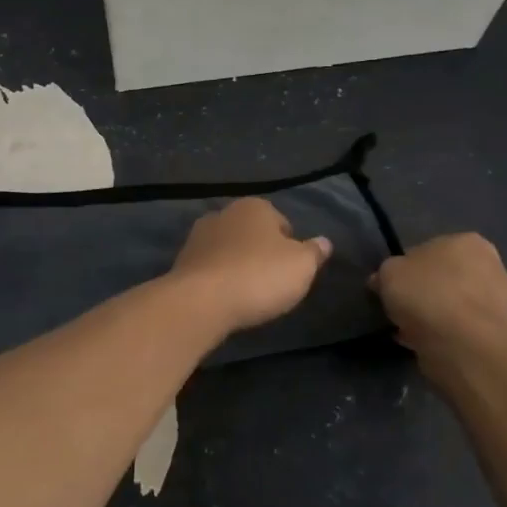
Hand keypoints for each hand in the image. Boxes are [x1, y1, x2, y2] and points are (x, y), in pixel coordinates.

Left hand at [169, 198, 331, 336]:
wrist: (202, 300)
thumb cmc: (259, 276)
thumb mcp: (302, 266)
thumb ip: (314, 252)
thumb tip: (324, 242)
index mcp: (254, 206)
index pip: (282, 222)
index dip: (291, 247)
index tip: (292, 271)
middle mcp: (224, 213)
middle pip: (252, 234)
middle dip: (261, 253)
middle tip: (272, 283)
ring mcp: (198, 236)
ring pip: (229, 250)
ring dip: (238, 266)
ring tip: (248, 294)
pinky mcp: (181, 261)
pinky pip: (210, 268)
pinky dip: (219, 279)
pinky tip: (225, 298)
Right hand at [370, 233, 506, 391]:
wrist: (464, 345)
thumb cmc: (427, 295)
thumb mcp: (389, 273)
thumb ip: (386, 273)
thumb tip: (382, 281)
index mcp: (468, 242)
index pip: (429, 250)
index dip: (408, 270)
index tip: (395, 288)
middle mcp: (492, 265)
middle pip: (447, 278)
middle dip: (428, 292)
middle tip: (405, 310)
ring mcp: (501, 301)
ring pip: (456, 305)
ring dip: (438, 315)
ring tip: (412, 331)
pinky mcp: (500, 333)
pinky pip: (463, 329)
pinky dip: (447, 335)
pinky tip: (427, 345)